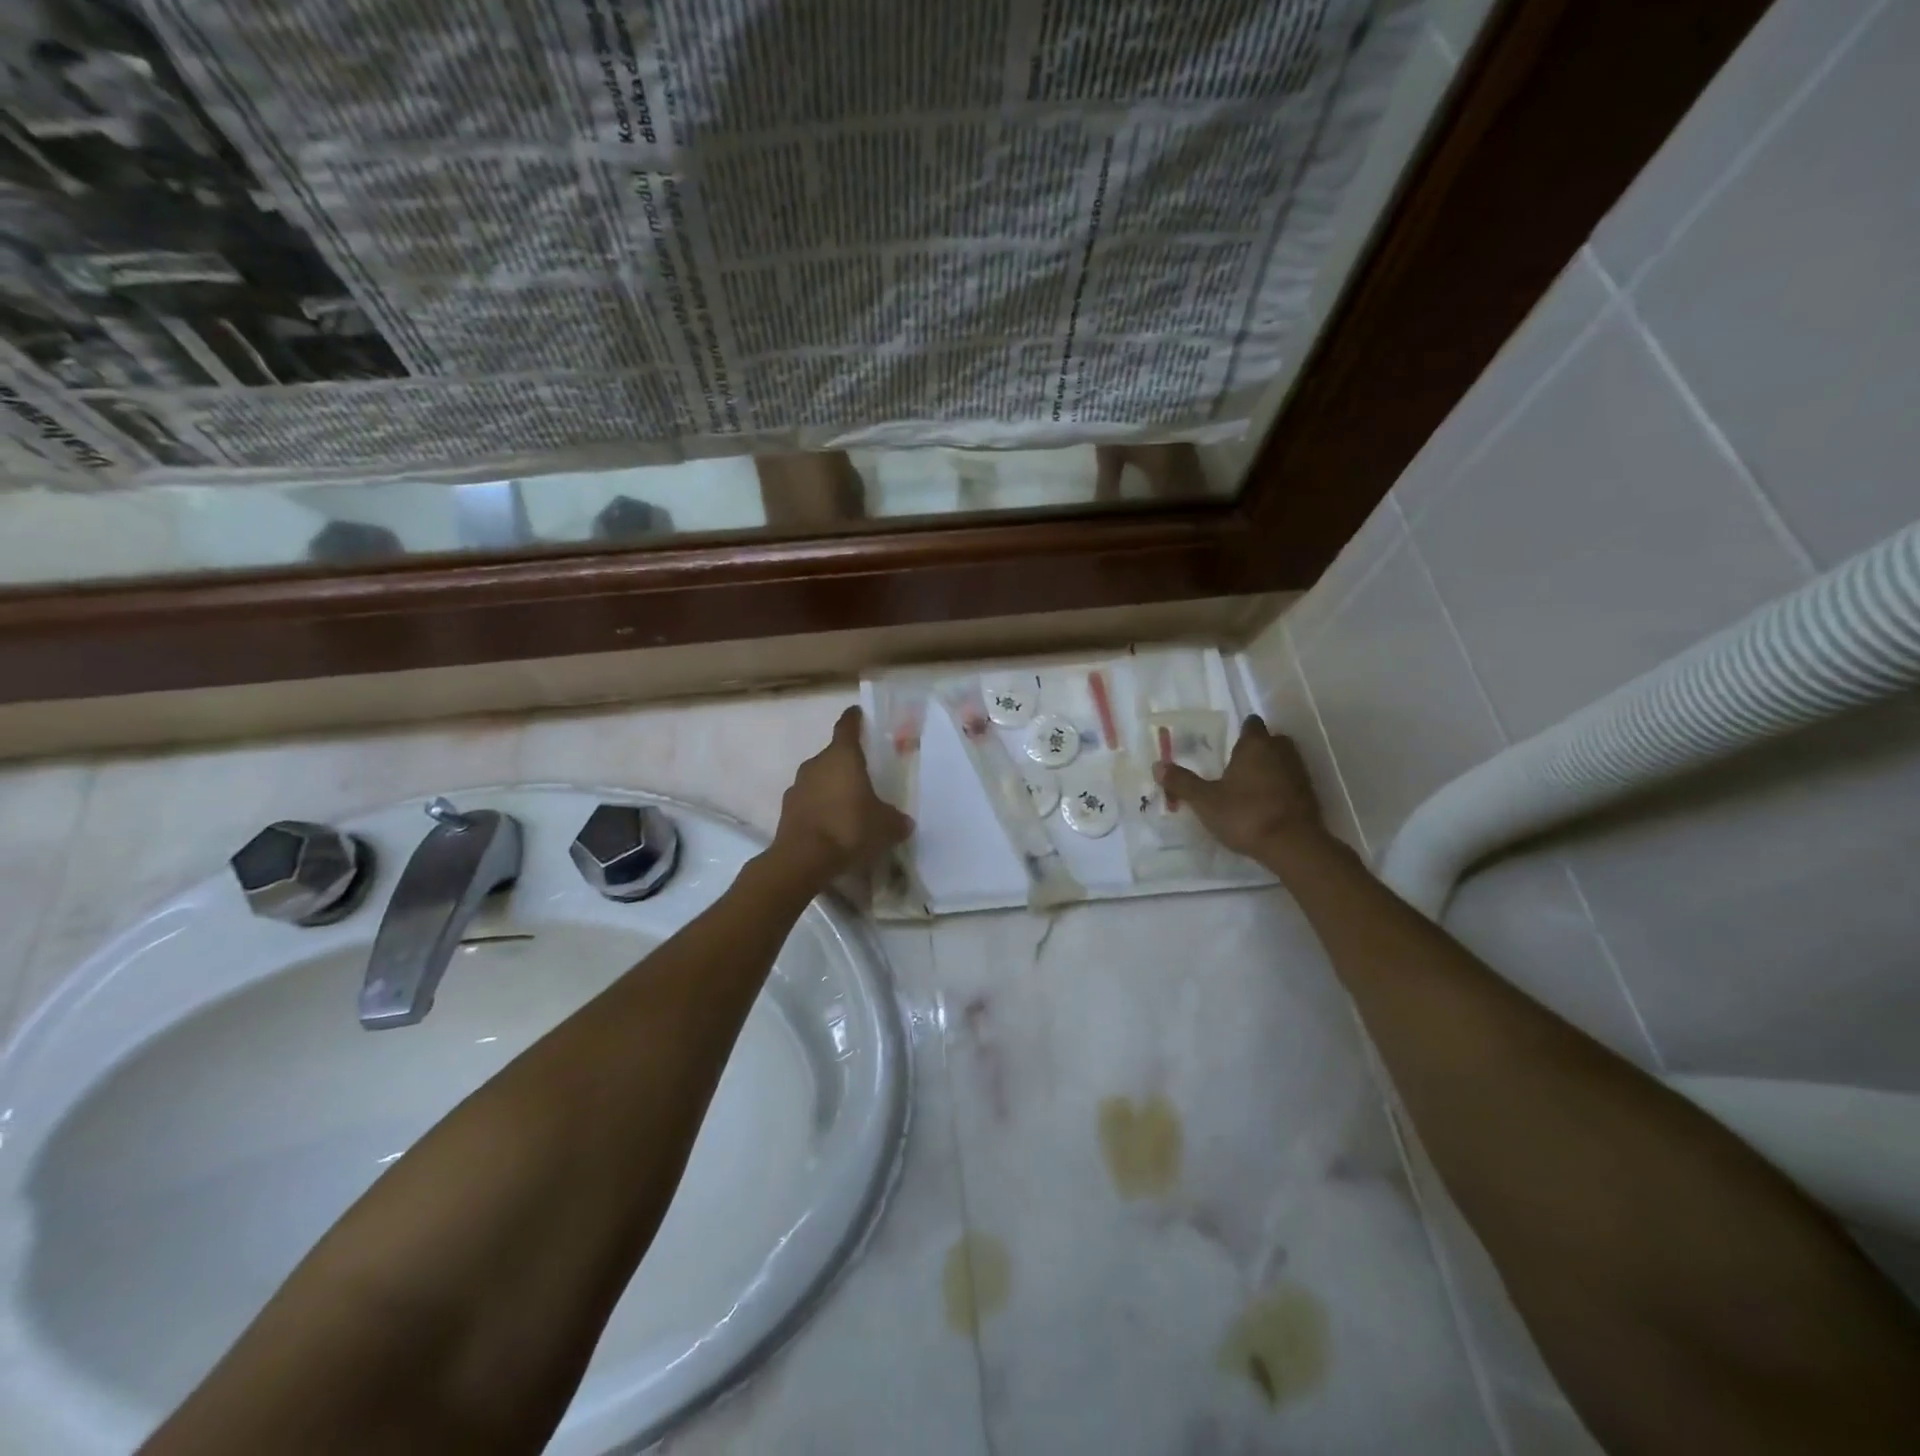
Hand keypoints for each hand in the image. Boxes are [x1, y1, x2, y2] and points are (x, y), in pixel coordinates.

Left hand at [770, 706, 913, 884]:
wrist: (804, 859)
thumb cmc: (850, 828)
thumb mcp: (885, 826)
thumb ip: (896, 820)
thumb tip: (904, 822)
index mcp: (842, 756)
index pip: (847, 727)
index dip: (854, 719)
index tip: (858, 713)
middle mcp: (817, 764)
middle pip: (834, 756)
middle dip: (847, 764)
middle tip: (865, 775)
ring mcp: (797, 786)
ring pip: (819, 779)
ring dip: (832, 787)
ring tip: (849, 805)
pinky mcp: (787, 810)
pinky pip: (809, 802)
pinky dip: (820, 808)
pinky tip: (832, 826)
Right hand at [1155, 715, 1330, 863]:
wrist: (1293, 845)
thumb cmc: (1245, 814)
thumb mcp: (1205, 801)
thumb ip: (1182, 782)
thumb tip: (1157, 765)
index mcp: (1255, 745)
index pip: (1251, 725)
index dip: (1242, 730)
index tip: (1230, 742)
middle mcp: (1281, 752)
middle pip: (1271, 740)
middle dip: (1257, 748)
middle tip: (1238, 763)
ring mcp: (1300, 773)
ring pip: (1283, 761)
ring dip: (1271, 768)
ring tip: (1250, 785)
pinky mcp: (1310, 795)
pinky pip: (1292, 782)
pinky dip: (1281, 788)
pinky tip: (1267, 803)